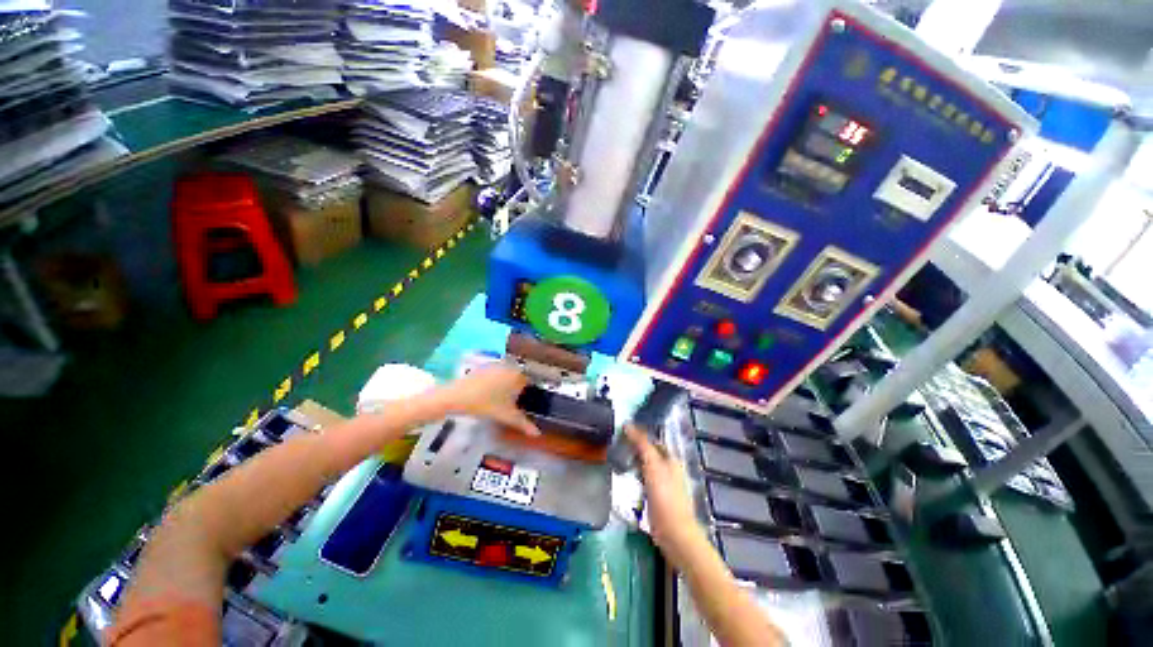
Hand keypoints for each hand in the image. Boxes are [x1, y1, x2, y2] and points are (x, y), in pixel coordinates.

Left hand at [438, 364, 539, 435]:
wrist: (457, 396)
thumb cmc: (486, 405)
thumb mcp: (506, 416)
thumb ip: (523, 424)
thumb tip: (537, 433)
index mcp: (517, 376)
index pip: (528, 383)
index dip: (526, 394)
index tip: (520, 404)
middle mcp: (509, 367)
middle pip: (517, 378)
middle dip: (516, 389)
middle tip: (510, 403)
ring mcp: (495, 365)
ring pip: (506, 375)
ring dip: (506, 384)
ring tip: (499, 399)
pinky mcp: (483, 367)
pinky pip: (495, 374)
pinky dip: (495, 381)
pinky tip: (488, 393)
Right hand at [626, 425, 707, 563]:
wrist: (673, 534)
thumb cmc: (665, 496)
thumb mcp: (652, 465)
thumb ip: (641, 444)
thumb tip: (627, 424)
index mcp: (671, 459)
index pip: (653, 440)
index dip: (639, 435)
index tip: (621, 433)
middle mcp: (669, 470)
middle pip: (650, 454)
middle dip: (634, 450)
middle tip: (615, 446)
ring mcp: (663, 485)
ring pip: (646, 468)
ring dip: (633, 464)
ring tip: (616, 460)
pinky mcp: (657, 499)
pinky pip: (644, 482)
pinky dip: (635, 478)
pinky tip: (625, 480)